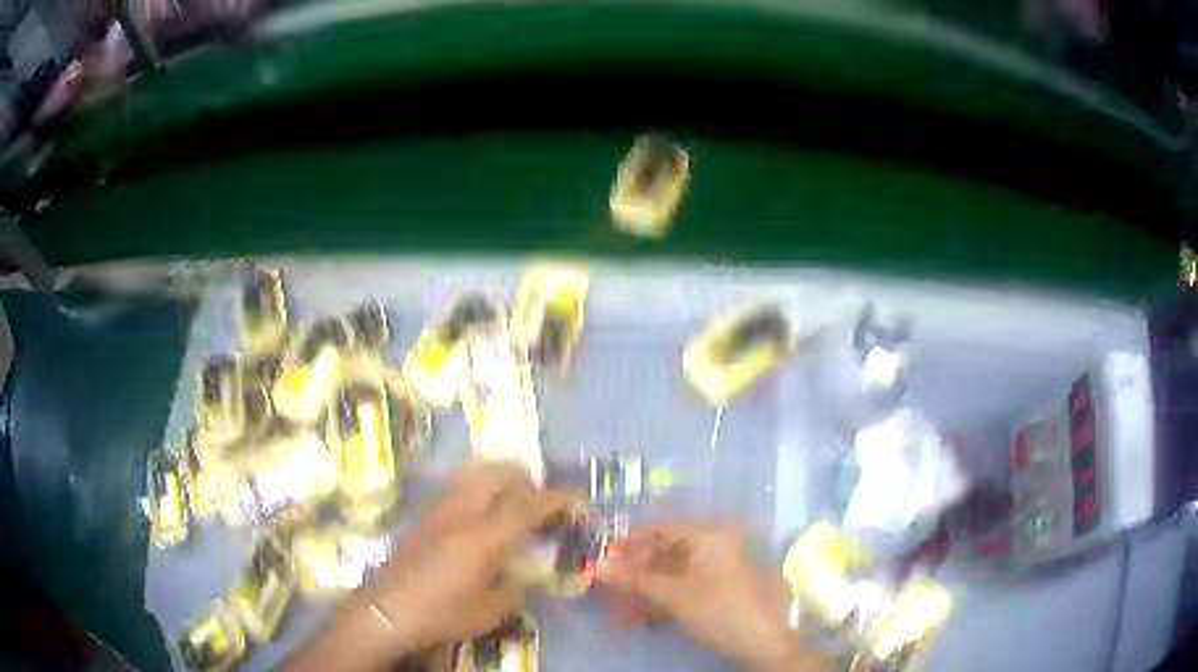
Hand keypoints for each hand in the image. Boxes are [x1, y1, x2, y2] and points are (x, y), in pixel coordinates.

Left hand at [362, 463, 575, 649]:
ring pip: (474, 474)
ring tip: (513, 497)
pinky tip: (482, 510)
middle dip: (526, 478)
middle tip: (542, 498)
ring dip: (500, 477)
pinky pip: (457, 487)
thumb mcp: (491, 611)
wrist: (389, 610)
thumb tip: (524, 576)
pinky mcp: (425, 515)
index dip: (555, 498)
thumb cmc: (442, 614)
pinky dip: (478, 486)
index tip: (577, 496)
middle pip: (498, 475)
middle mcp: (461, 514)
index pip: (526, 506)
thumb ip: (515, 588)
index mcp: (483, 538)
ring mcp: (439, 510)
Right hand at [602, 524, 827, 671]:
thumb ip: (636, 579)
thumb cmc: (720, 611)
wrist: (765, 643)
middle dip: (635, 577)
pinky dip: (664, 602)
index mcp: (710, 536)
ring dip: (645, 595)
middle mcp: (716, 545)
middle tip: (609, 595)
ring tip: (622, 618)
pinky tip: (646, 620)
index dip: (630, 543)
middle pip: (665, 554)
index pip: (661, 529)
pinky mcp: (722, 589)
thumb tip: (600, 566)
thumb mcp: (675, 596)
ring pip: (673, 575)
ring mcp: (720, 568)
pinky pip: (685, 588)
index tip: (603, 558)